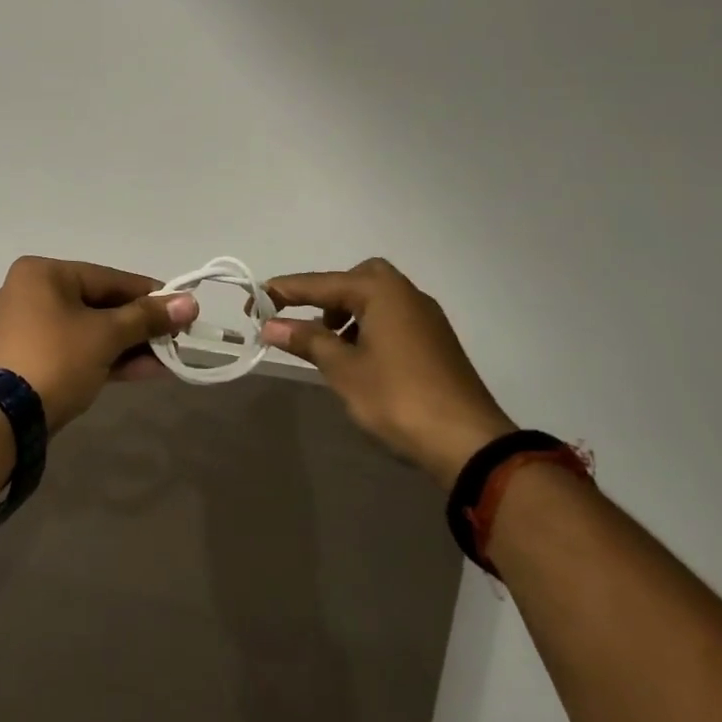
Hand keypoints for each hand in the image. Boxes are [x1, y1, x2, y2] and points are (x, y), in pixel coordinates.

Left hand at [0, 257, 197, 431]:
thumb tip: (191, 302)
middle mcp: (33, 292)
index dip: (149, 295)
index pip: (109, 278)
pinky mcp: (35, 359)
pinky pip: (79, 349)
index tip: (183, 307)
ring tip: (170, 358)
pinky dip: (109, 358)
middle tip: (178, 337)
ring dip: (130, 345)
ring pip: (92, 330)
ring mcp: (32, 328)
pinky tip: (147, 369)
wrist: (6, 419)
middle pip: (101, 304)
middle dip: (141, 325)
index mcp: (44, 273)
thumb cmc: (57, 359)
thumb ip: (148, 318)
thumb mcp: (106, 335)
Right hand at [258, 258, 515, 488]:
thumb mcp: (343, 369)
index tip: (253, 301)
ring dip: (346, 313)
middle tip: (304, 321)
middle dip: (325, 295)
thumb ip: (307, 340)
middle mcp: (406, 294)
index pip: (320, 283)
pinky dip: (368, 327)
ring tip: (327, 345)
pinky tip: (358, 358)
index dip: (283, 292)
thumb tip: (270, 324)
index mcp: (381, 292)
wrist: (468, 442)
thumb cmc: (397, 398)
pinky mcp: (436, 341)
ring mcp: (425, 317)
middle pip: (355, 279)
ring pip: (376, 300)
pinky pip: (391, 319)